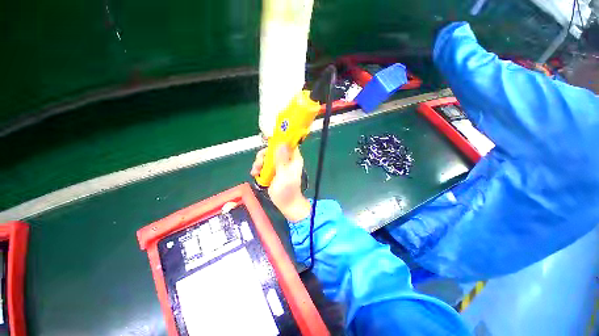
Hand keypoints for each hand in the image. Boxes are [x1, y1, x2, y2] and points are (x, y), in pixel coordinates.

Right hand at [251, 145, 310, 221]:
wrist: (286, 204)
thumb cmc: (287, 190)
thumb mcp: (284, 174)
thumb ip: (282, 160)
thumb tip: (281, 144)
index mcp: (293, 158)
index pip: (287, 143)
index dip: (278, 140)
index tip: (267, 142)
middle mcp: (287, 159)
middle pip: (274, 149)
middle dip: (264, 155)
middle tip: (259, 163)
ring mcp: (280, 165)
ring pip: (268, 157)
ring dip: (259, 162)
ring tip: (255, 171)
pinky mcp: (273, 171)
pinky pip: (265, 165)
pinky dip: (259, 168)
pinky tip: (255, 174)